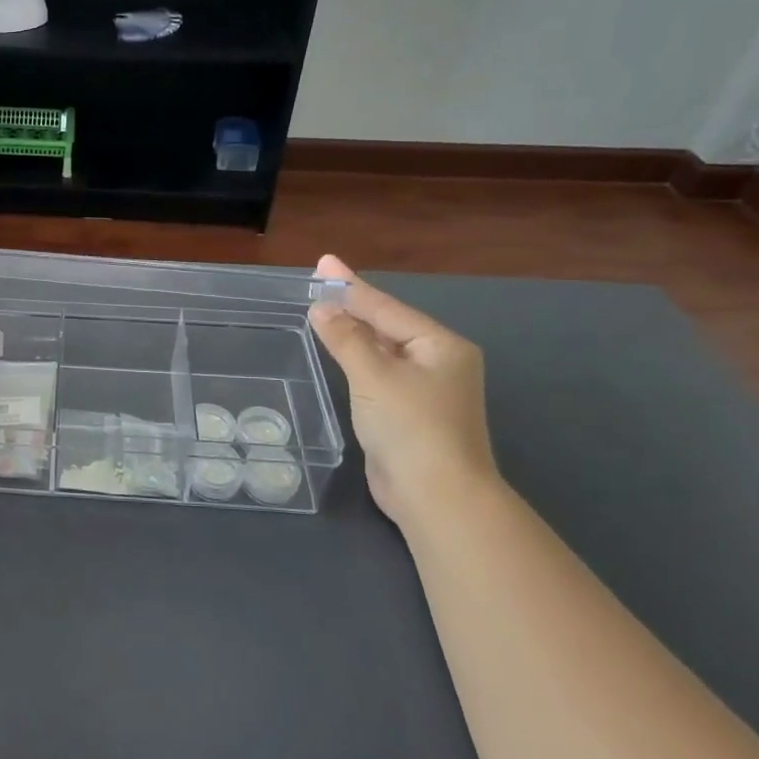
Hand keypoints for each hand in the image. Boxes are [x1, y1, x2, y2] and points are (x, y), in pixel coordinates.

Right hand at [309, 256, 500, 526]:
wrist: (436, 496)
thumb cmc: (411, 427)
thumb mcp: (374, 376)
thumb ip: (346, 338)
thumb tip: (321, 308)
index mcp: (440, 346)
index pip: (386, 308)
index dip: (351, 285)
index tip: (324, 262)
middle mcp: (437, 362)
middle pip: (387, 325)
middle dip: (353, 305)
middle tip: (318, 283)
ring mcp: (425, 390)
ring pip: (382, 351)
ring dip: (353, 332)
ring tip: (323, 310)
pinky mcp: (408, 414)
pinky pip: (378, 374)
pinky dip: (356, 360)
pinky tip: (337, 352)